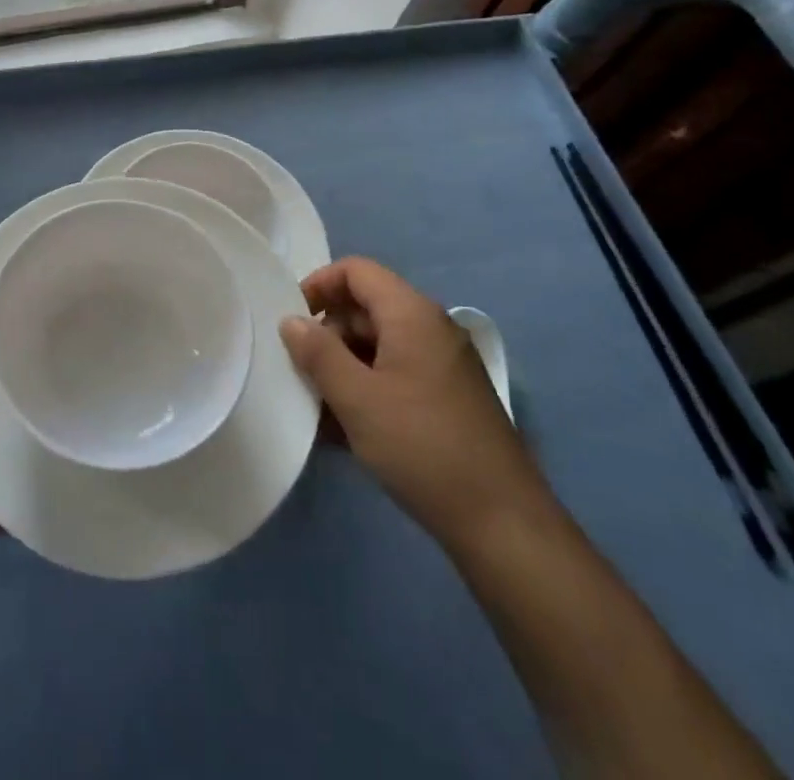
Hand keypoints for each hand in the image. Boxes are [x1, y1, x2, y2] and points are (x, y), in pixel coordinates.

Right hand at [279, 257, 546, 547]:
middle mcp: (431, 328)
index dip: (319, 285)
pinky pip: (397, 374)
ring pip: (380, 346)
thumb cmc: (422, 446)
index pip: (356, 271)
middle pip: (367, 308)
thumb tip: (291, 321)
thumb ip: (318, 353)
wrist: (502, 522)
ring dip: (344, 367)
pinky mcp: (449, 398)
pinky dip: (368, 389)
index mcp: (412, 314)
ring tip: (317, 408)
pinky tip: (345, 430)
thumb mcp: (357, 399)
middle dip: (328, 334)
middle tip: (300, 372)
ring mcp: (443, 364)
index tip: (291, 321)